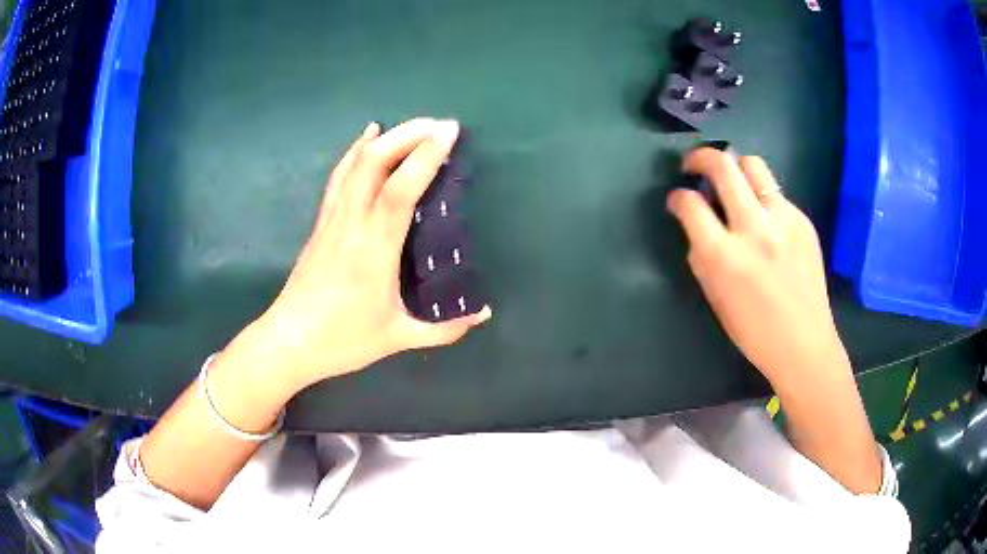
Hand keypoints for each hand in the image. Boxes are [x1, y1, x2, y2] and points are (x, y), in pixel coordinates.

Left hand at [228, 118, 490, 392]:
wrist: (290, 341)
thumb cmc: (343, 340)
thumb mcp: (398, 337)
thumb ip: (444, 329)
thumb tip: (484, 315)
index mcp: (374, 249)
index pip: (400, 188)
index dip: (425, 155)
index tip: (450, 132)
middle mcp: (352, 223)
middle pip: (375, 161)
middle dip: (409, 134)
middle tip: (441, 126)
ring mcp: (332, 219)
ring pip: (356, 163)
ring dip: (387, 138)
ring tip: (414, 126)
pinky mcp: (321, 222)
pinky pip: (340, 176)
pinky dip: (356, 151)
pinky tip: (367, 135)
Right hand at [666, 148, 849, 384]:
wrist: (804, 344)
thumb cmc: (753, 331)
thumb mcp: (715, 297)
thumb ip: (701, 255)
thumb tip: (696, 224)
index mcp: (725, 257)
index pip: (690, 205)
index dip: (677, 197)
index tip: (677, 199)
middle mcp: (754, 229)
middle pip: (723, 166)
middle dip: (700, 158)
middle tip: (694, 165)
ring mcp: (783, 221)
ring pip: (753, 165)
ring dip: (735, 167)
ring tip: (732, 182)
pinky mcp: (803, 221)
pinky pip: (776, 193)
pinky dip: (762, 197)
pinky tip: (765, 219)